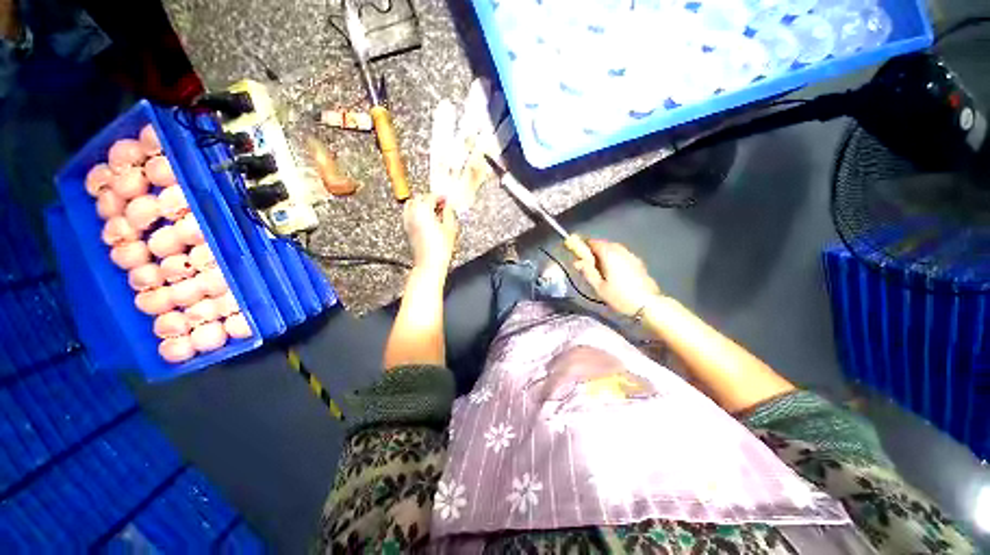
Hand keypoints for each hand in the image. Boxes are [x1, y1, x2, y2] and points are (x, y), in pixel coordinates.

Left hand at [403, 193, 457, 272]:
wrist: (429, 263)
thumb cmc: (440, 248)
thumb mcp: (450, 228)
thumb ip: (448, 213)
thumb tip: (448, 207)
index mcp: (423, 211)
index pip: (430, 197)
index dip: (440, 196)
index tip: (446, 198)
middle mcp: (413, 214)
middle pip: (419, 199)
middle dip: (429, 198)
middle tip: (440, 203)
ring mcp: (408, 222)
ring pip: (411, 205)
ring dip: (421, 204)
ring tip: (433, 210)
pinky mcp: (408, 230)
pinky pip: (409, 214)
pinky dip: (417, 212)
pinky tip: (426, 219)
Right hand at [573, 239, 661, 315]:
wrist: (648, 304)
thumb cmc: (620, 296)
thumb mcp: (599, 287)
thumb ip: (588, 272)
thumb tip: (577, 262)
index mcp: (609, 255)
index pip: (594, 243)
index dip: (584, 245)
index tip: (577, 251)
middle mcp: (621, 251)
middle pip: (604, 244)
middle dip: (594, 249)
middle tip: (587, 261)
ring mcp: (631, 255)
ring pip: (615, 248)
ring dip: (605, 252)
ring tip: (599, 265)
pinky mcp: (638, 262)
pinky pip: (622, 253)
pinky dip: (614, 256)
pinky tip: (613, 268)